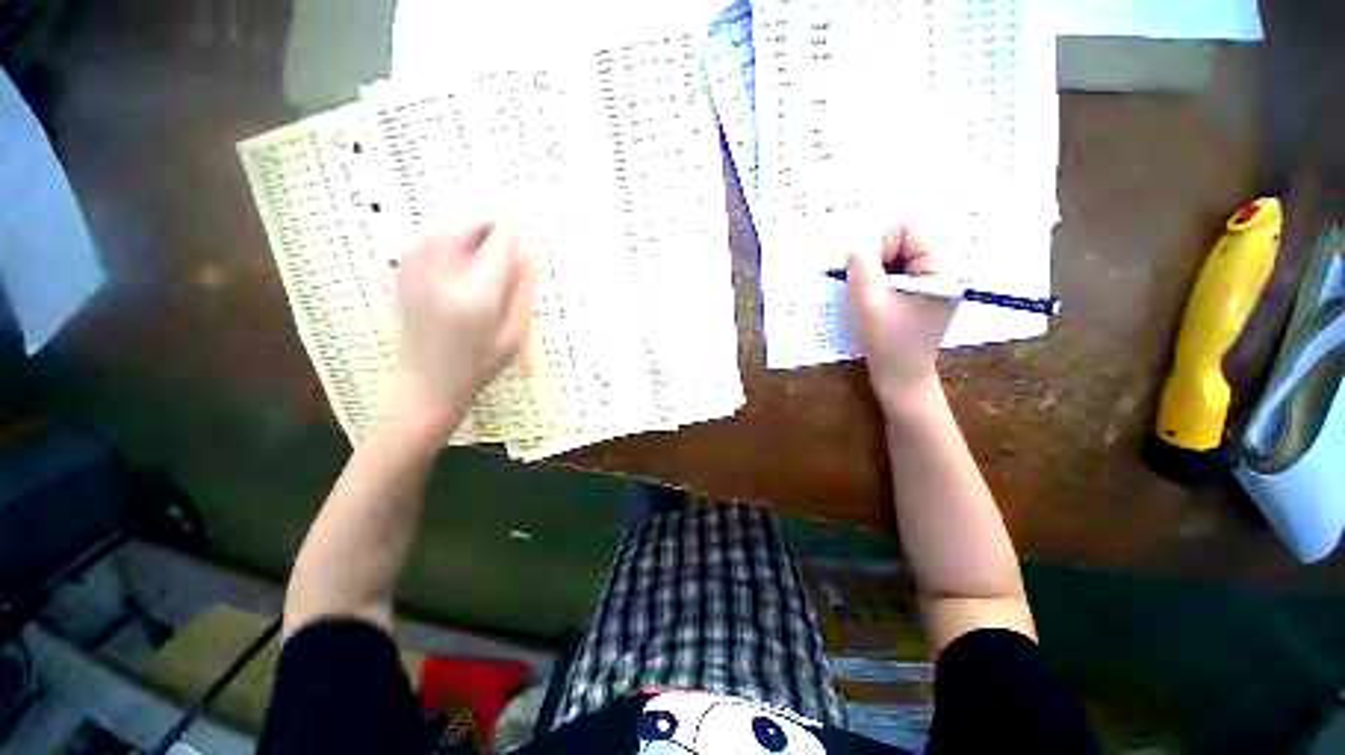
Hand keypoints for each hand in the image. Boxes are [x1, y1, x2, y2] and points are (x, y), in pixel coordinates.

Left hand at [388, 221, 535, 441]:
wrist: (425, 384)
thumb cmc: (478, 365)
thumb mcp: (515, 334)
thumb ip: (523, 290)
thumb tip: (527, 254)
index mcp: (475, 293)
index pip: (501, 240)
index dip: (516, 235)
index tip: (523, 246)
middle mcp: (439, 272)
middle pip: (467, 220)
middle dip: (490, 226)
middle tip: (504, 250)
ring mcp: (413, 268)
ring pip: (445, 222)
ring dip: (469, 231)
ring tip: (482, 259)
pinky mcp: (401, 271)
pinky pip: (427, 235)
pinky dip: (448, 239)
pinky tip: (459, 264)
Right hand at [847, 224, 957, 411]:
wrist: (900, 379)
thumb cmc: (887, 342)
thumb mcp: (868, 301)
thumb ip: (860, 267)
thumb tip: (855, 247)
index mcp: (939, 270)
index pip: (907, 231)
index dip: (879, 247)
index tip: (866, 275)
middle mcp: (940, 273)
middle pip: (903, 244)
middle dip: (876, 261)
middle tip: (863, 287)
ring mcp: (931, 287)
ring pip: (896, 261)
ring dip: (875, 274)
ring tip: (866, 298)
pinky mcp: (920, 299)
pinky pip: (897, 277)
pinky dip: (879, 284)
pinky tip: (871, 303)